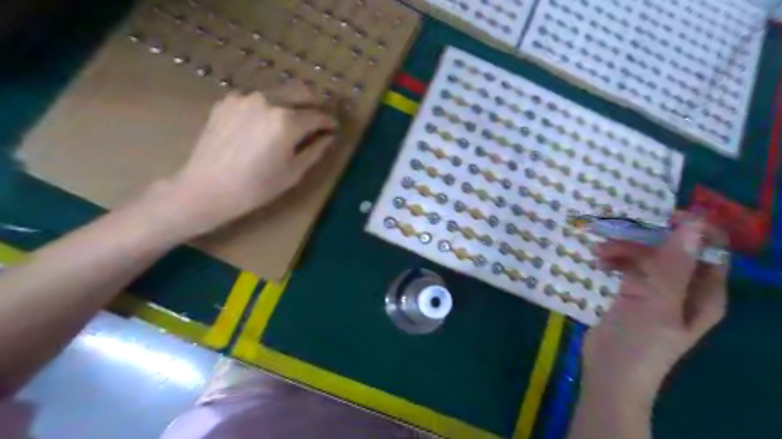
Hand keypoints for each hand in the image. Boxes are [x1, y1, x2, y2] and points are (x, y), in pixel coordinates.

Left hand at [160, 85, 338, 240]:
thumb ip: (315, 150)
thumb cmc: (256, 187)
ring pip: (279, 92)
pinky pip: (257, 98)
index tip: (334, 128)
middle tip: (318, 120)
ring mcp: (245, 98)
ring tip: (292, 123)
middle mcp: (267, 101)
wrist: (207, 189)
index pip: (317, 115)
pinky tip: (264, 126)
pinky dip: (269, 107)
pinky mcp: (228, 101)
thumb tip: (328, 136)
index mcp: (287, 121)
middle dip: (314, 104)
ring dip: (292, 104)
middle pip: (301, 91)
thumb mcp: (293, 172)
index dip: (329, 122)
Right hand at [586, 217, 725, 407]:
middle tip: (611, 237)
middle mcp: (685, 289)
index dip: (692, 229)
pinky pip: (630, 267)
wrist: (609, 373)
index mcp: (705, 292)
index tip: (660, 216)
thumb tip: (693, 223)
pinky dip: (616, 261)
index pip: (710, 249)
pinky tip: (599, 263)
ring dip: (624, 250)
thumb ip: (673, 265)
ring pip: (647, 257)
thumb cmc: (639, 344)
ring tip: (597, 253)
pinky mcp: (634, 295)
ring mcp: (658, 292)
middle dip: (643, 240)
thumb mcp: (657, 303)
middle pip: (672, 249)